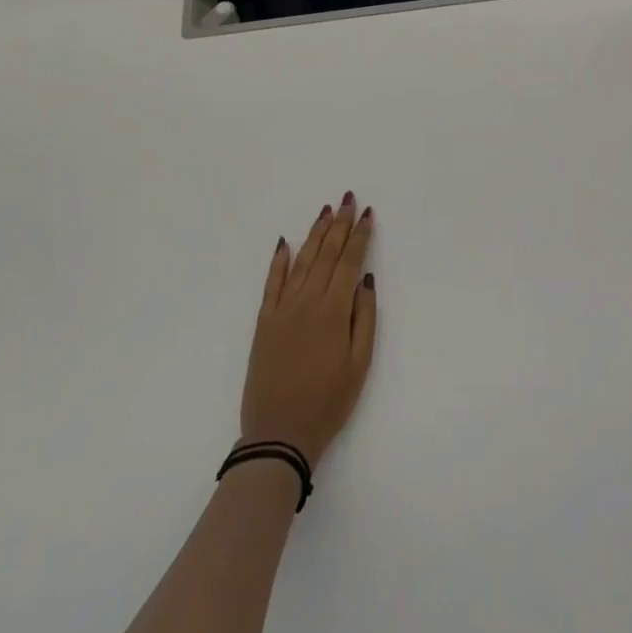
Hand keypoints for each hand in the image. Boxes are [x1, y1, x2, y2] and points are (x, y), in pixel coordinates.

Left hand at [239, 194, 377, 468]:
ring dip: (314, 234)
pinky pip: (272, 283)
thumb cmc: (329, 402)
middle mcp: (307, 301)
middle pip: (326, 254)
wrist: (279, 434)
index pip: (349, 262)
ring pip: (301, 262)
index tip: (367, 213)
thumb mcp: (360, 364)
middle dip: (339, 224)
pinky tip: (285, 243)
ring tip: (325, 211)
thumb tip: (365, 278)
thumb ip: (364, 318)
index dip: (360, 235)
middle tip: (347, 198)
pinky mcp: (264, 322)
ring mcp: (282, 309)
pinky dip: (279, 261)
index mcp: (333, 311)